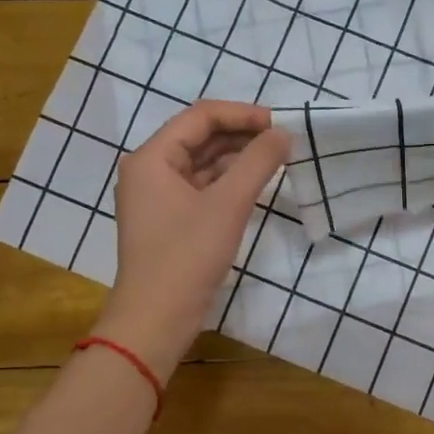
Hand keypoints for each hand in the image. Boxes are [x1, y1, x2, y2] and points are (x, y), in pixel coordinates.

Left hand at [93, 102, 289, 377]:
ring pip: (202, 163)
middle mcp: (150, 170)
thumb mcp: (228, 205)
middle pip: (200, 137)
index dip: (242, 114)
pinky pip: (201, 188)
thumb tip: (284, 133)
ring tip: (276, 160)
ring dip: (237, 159)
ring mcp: (158, 197)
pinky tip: (256, 185)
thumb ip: (258, 162)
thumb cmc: (187, 256)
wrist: (156, 319)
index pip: (201, 116)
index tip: (280, 124)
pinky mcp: (170, 221)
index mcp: (152, 157)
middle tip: (283, 142)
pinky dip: (228, 182)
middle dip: (242, 135)